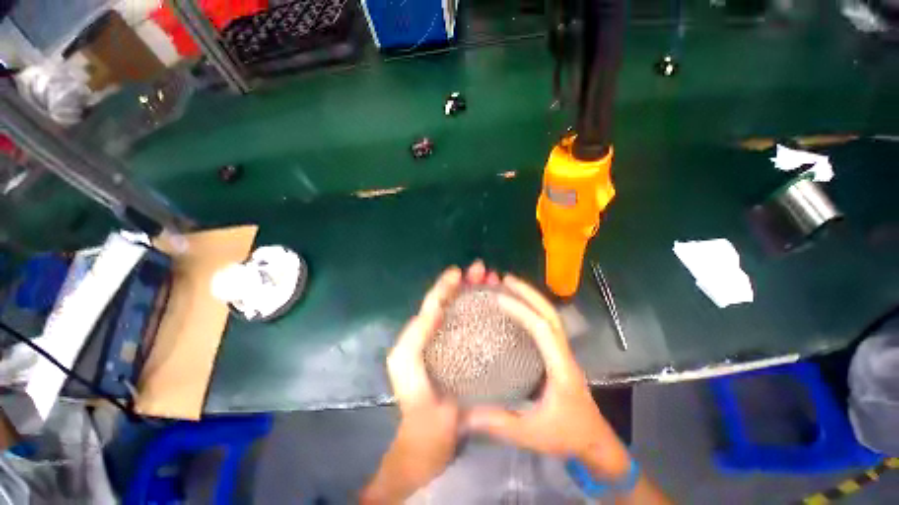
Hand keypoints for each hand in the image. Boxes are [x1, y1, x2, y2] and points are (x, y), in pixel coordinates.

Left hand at [361, 261, 499, 502]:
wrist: (429, 445)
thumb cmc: (420, 412)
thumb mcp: (409, 374)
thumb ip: (415, 339)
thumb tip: (437, 310)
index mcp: (418, 337)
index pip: (433, 304)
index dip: (445, 285)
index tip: (460, 272)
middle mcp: (433, 336)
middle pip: (449, 302)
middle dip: (464, 283)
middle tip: (483, 271)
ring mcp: (449, 345)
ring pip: (462, 310)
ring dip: (475, 293)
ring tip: (491, 281)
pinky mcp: (462, 355)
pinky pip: (471, 327)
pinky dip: (482, 312)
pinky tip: (496, 306)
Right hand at [464, 274, 631, 481]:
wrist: (595, 442)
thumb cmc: (566, 435)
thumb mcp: (530, 433)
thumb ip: (497, 423)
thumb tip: (462, 414)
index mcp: (560, 367)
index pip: (542, 329)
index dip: (521, 310)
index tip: (498, 298)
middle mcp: (564, 353)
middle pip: (550, 313)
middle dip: (529, 293)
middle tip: (506, 279)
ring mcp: (563, 351)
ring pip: (551, 316)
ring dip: (531, 297)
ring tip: (510, 286)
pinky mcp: (559, 354)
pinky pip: (546, 324)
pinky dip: (532, 309)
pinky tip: (518, 307)